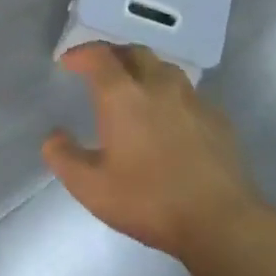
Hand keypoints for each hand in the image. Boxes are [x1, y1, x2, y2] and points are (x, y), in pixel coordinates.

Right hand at [43, 44, 271, 260]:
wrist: (222, 222)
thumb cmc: (150, 201)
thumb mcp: (91, 188)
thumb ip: (64, 158)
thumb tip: (53, 136)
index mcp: (123, 95)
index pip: (99, 56)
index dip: (81, 54)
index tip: (68, 63)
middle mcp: (158, 85)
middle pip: (134, 52)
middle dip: (114, 55)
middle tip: (101, 71)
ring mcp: (192, 100)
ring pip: (165, 69)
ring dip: (145, 71)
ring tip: (136, 88)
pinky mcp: (218, 119)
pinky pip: (189, 94)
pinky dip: (171, 95)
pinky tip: (171, 119)